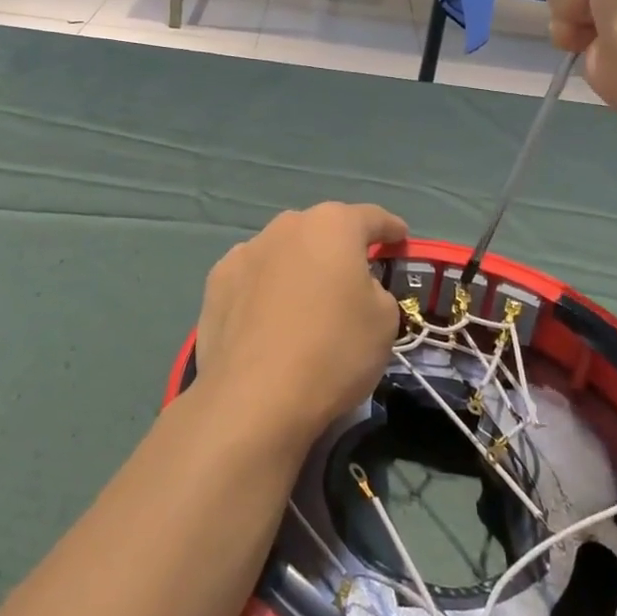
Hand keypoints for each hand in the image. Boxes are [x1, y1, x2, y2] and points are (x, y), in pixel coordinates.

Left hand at [195, 203, 408, 448]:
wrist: (254, 397)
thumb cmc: (334, 350)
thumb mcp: (384, 321)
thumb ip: (375, 290)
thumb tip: (355, 288)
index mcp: (333, 225)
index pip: (371, 218)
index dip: (390, 228)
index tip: (399, 238)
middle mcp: (287, 226)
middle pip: (322, 230)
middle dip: (338, 248)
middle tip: (352, 278)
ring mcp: (246, 251)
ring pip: (284, 252)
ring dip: (298, 268)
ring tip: (305, 303)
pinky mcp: (217, 282)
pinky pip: (253, 277)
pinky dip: (265, 289)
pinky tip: (268, 319)